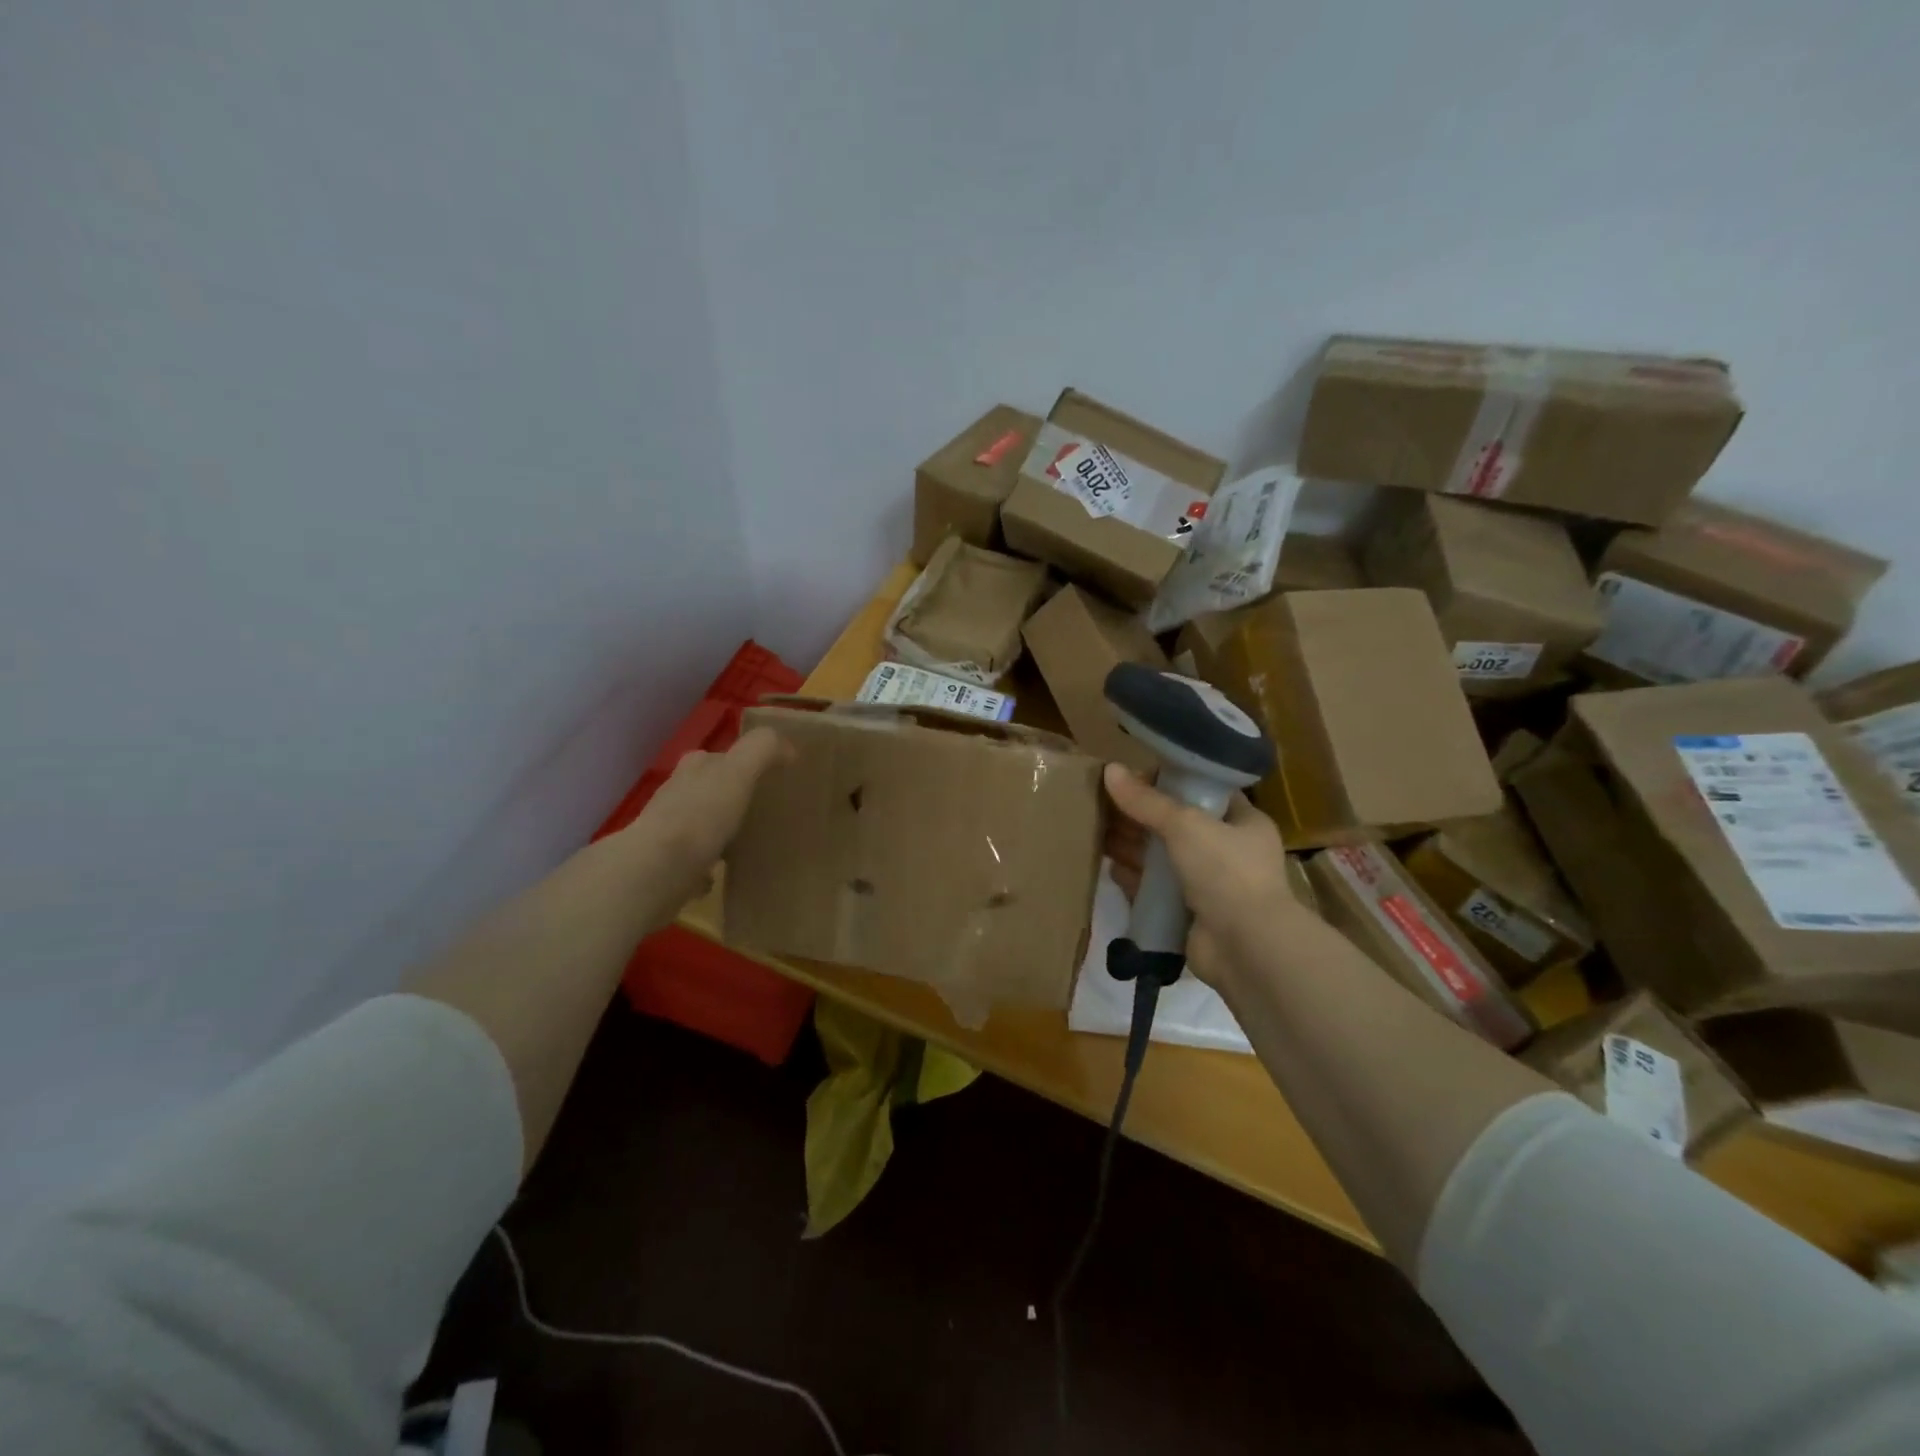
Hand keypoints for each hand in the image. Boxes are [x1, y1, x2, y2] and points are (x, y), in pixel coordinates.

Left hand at [622, 727, 790, 906]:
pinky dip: (707, 864)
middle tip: (761, 811)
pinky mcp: (665, 864)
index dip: (742, 763)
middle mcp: (676, 793)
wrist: (656, 869)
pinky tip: (723, 873)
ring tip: (747, 842)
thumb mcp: (738, 771)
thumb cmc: (700, 814)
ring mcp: (667, 830)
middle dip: (729, 796)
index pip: (719, 756)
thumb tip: (787, 748)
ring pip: (700, 823)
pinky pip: (694, 860)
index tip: (769, 779)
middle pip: (708, 788)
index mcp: (694, 767)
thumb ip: (762, 749)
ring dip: (718, 829)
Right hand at [1102, 762, 1298, 991]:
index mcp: (1243, 822)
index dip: (1170, 781)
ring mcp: (1209, 884)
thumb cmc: (1226, 871)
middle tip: (1103, 803)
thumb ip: (1146, 801)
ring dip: (1133, 845)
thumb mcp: (1186, 824)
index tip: (1133, 776)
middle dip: (1141, 815)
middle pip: (1177, 824)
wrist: (1246, 947)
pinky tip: (1109, 867)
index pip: (1204, 791)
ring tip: (1096, 830)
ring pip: (1163, 857)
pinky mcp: (1189, 913)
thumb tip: (1109, 770)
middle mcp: (1229, 851)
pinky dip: (1134, 878)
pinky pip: (1156, 889)